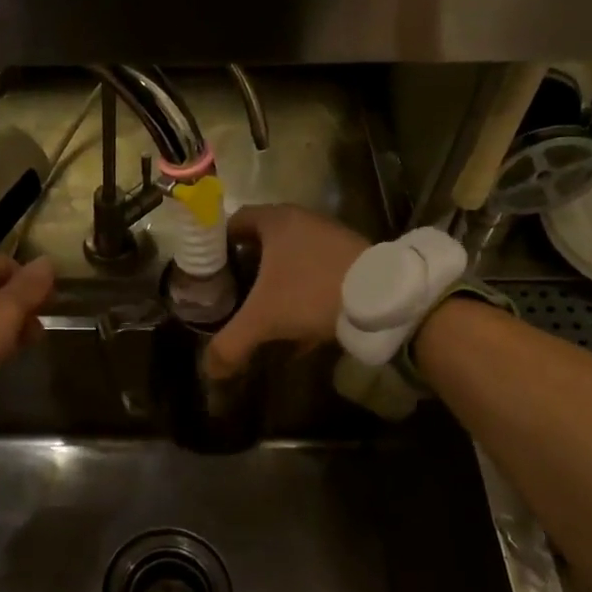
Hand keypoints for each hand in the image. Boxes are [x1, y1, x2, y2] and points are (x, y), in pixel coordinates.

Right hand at [205, 205, 369, 379]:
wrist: (382, 298)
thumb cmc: (310, 293)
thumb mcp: (263, 319)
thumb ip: (230, 343)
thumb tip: (210, 370)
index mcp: (276, 221)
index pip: (234, 222)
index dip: (217, 246)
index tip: (209, 272)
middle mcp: (302, 221)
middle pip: (262, 241)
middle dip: (246, 268)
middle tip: (231, 293)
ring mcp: (330, 238)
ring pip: (291, 258)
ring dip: (276, 282)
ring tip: (263, 311)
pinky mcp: (351, 257)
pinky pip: (315, 272)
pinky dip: (302, 293)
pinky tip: (299, 326)